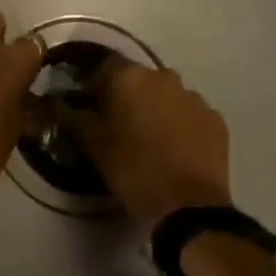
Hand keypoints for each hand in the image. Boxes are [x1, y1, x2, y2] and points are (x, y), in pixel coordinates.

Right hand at [79, 63, 233, 231]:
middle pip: (138, 79)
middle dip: (127, 96)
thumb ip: (74, 116)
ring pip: (166, 95)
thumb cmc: (133, 170)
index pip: (103, 67)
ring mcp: (193, 97)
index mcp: (129, 77)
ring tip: (150, 140)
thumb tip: (59, 102)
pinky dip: (181, 125)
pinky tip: (176, 150)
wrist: (189, 208)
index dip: (94, 86)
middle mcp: (163, 76)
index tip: (89, 107)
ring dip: (156, 109)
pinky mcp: (215, 119)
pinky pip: (190, 114)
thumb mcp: (94, 144)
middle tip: (119, 125)